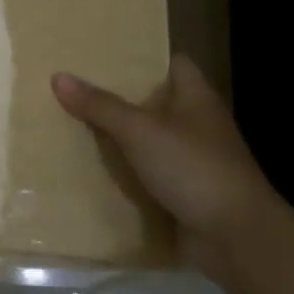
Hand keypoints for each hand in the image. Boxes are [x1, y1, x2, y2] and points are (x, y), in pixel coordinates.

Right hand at [52, 55, 281, 282]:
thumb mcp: (140, 131)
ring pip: (150, 141)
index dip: (143, 56)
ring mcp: (193, 162)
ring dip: (120, 138)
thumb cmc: (193, 169)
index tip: (104, 55)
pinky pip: (149, 176)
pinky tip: (93, 171)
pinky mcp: (185, 194)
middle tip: (76, 89)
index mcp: (197, 98)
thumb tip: (58, 77)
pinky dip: (126, 175)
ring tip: (74, 126)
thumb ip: (101, 106)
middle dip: (121, 98)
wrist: (235, 238)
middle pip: (156, 102)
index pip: (173, 63)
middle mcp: (197, 125)